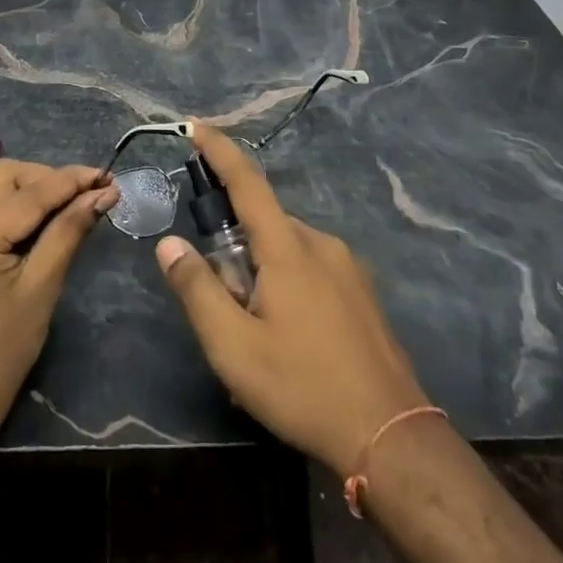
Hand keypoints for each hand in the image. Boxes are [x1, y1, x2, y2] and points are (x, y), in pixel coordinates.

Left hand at [0, 159, 116, 452]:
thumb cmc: (1, 352)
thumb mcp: (41, 287)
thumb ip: (69, 230)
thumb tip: (103, 194)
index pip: (30, 192)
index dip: (72, 180)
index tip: (109, 176)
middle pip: (5, 175)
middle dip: (48, 179)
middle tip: (87, 194)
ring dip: (29, 188)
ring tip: (67, 204)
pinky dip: (9, 203)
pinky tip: (36, 219)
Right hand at [155, 123, 429, 472]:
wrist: (392, 436)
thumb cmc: (303, 388)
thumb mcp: (234, 347)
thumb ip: (197, 289)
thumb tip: (169, 243)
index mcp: (287, 248)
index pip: (247, 181)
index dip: (219, 150)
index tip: (196, 127)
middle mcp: (320, 243)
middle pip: (264, 223)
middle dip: (235, 246)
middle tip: (223, 303)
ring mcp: (348, 267)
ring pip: (288, 249)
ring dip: (262, 272)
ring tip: (256, 334)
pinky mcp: (362, 292)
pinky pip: (313, 269)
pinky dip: (289, 285)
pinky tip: (290, 340)